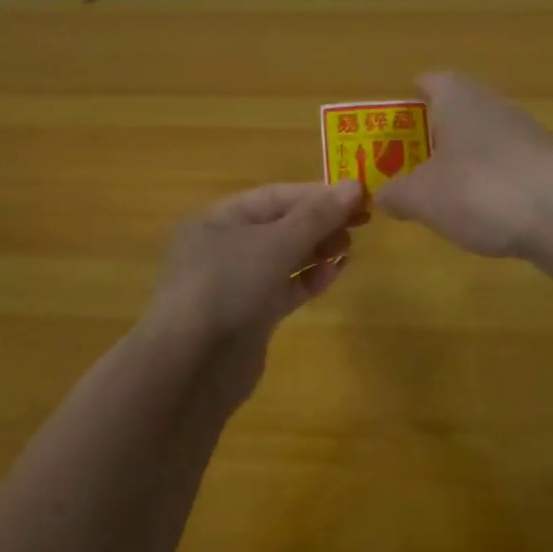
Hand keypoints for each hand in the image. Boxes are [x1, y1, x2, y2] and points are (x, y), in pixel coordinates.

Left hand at [147, 180, 362, 342]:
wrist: (193, 365)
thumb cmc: (229, 286)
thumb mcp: (276, 243)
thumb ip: (317, 216)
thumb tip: (355, 186)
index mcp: (217, 220)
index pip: (274, 196)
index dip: (317, 195)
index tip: (358, 197)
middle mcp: (223, 247)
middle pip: (280, 226)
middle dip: (319, 223)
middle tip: (360, 224)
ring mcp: (235, 284)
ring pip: (283, 258)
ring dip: (316, 251)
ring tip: (348, 248)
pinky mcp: (248, 316)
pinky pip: (283, 289)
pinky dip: (307, 280)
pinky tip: (333, 274)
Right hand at [375, 72, 552, 257]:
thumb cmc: (481, 190)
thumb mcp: (422, 198)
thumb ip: (397, 194)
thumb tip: (381, 195)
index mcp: (459, 98)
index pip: (430, 81)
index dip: (409, 99)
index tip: (393, 125)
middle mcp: (494, 106)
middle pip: (457, 112)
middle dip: (433, 136)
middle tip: (408, 165)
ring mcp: (525, 135)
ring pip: (483, 141)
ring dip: (462, 162)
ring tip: (439, 194)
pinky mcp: (547, 166)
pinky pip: (506, 169)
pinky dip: (490, 185)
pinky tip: (480, 215)